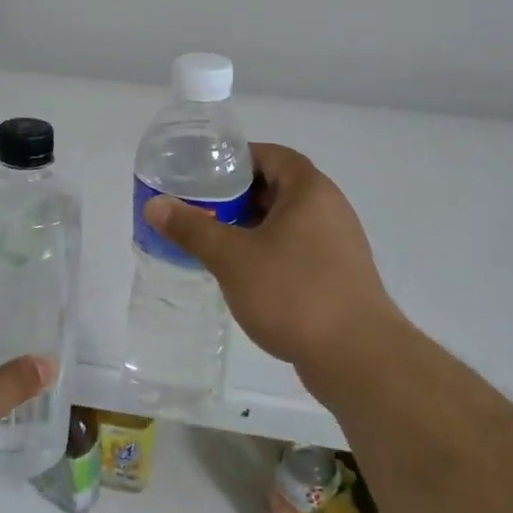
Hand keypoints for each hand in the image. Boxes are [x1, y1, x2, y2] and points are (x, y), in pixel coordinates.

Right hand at [146, 143, 405, 403]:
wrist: (358, 357)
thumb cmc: (294, 293)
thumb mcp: (232, 258)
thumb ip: (192, 229)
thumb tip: (155, 204)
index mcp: (310, 190)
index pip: (272, 155)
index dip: (237, 158)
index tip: (204, 173)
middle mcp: (330, 209)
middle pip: (279, 187)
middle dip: (238, 196)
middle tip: (201, 208)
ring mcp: (338, 244)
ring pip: (288, 221)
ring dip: (252, 226)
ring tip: (215, 241)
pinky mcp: (339, 276)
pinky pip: (298, 248)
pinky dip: (270, 251)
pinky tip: (245, 275)